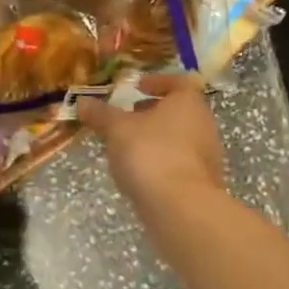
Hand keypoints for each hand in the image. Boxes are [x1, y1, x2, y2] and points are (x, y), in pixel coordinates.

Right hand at [76, 75, 226, 220]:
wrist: (180, 206)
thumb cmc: (149, 153)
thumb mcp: (116, 129)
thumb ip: (101, 114)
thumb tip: (82, 102)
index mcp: (188, 103)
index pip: (178, 82)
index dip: (157, 82)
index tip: (138, 87)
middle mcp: (203, 124)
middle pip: (178, 111)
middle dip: (152, 112)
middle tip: (127, 116)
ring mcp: (206, 155)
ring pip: (178, 137)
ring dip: (155, 137)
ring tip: (126, 145)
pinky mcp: (201, 181)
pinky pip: (178, 162)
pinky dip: (160, 160)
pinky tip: (138, 171)